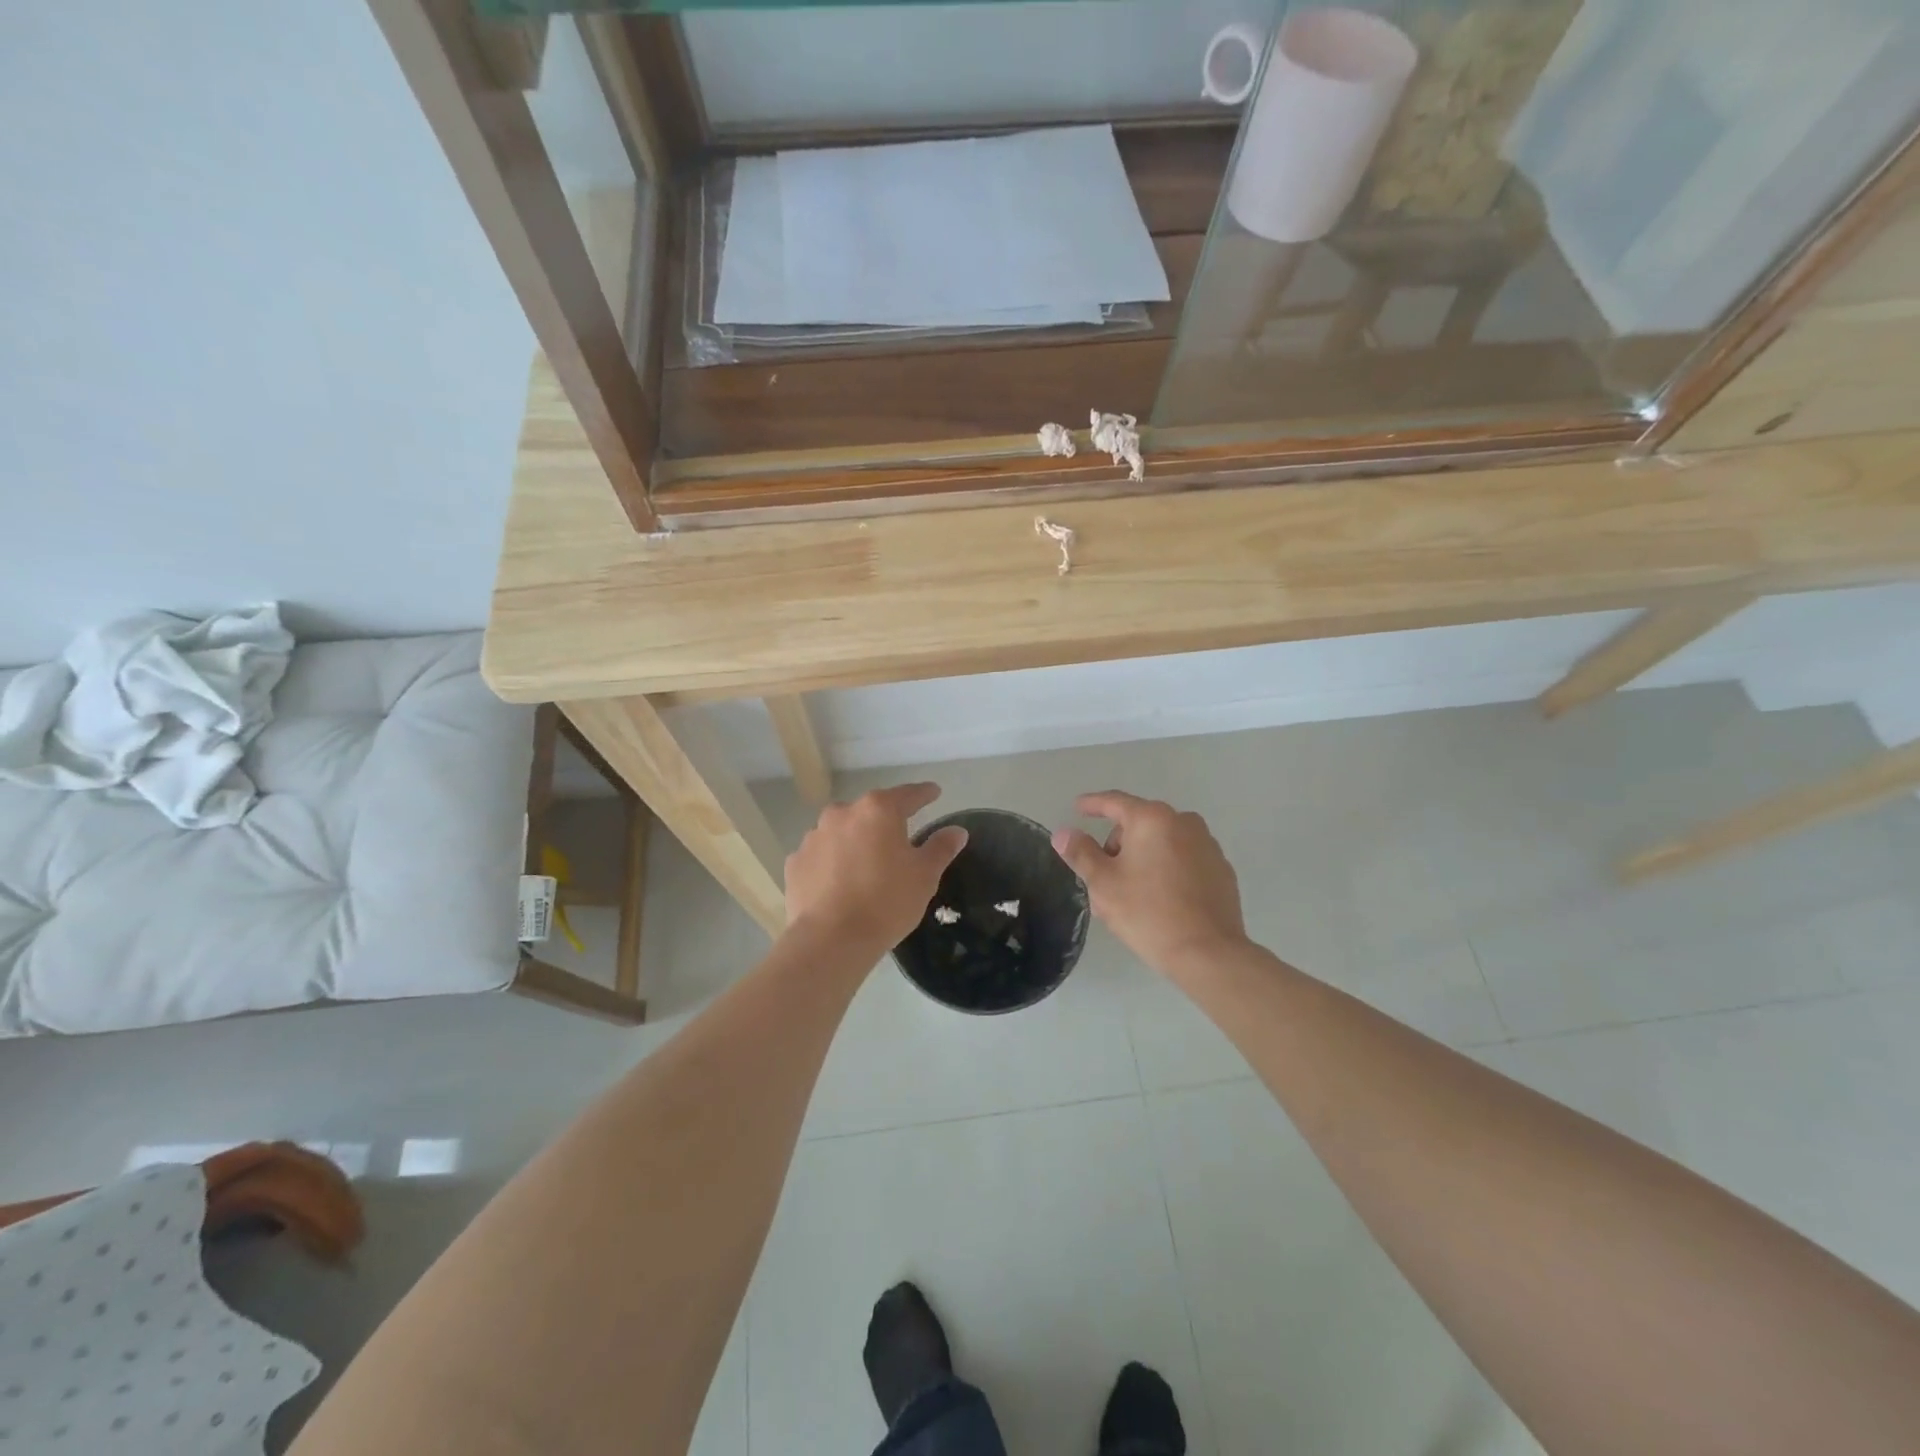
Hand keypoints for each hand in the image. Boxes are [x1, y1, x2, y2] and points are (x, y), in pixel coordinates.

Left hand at [785, 783, 968, 956]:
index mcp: (878, 810)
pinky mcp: (795, 862)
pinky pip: (821, 855)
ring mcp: (814, 836)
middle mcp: (843, 814)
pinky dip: (832, 863)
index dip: (924, 794)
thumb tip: (957, 831)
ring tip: (866, 866)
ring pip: (842, 832)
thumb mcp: (925, 875)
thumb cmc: (886, 901)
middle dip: (885, 822)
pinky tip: (839, 883)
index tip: (934, 793)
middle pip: (871, 812)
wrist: (830, 940)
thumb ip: (941, 847)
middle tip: (899, 841)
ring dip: (855, 842)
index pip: (908, 795)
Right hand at [1053, 792, 1247, 975]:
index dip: (1092, 804)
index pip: (1114, 802)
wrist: (1208, 953)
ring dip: (1142, 857)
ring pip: (1162, 842)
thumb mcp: (1103, 884)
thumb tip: (1063, 833)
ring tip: (1131, 893)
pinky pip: (1184, 859)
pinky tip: (1161, 899)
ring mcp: (1207, 845)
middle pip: (1139, 823)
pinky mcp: (1221, 869)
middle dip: (1118, 844)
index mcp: (1152, 819)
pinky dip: (1167, 869)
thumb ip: (1081, 853)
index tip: (1077, 808)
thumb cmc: (1148, 913)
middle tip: (1103, 877)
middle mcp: (1184, 822)